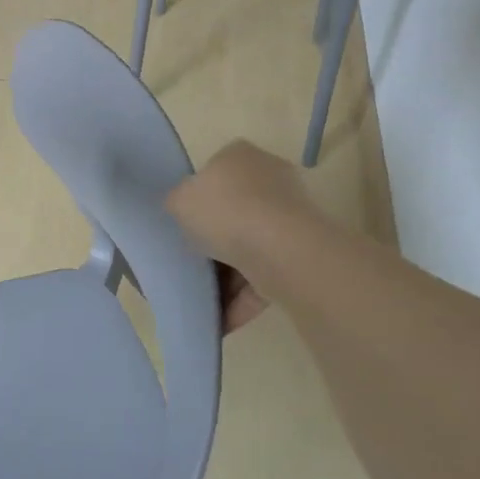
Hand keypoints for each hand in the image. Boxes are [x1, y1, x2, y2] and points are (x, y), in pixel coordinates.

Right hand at [168, 141, 315, 332]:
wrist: (281, 250)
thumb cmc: (225, 212)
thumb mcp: (179, 200)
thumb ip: (177, 202)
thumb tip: (183, 207)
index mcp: (242, 157)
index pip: (216, 170)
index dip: (198, 197)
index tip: (184, 222)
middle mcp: (272, 179)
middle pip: (235, 212)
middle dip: (215, 240)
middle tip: (191, 260)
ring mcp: (292, 218)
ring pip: (250, 249)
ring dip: (228, 276)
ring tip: (202, 300)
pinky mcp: (302, 254)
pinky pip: (264, 278)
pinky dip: (242, 299)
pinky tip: (220, 321)